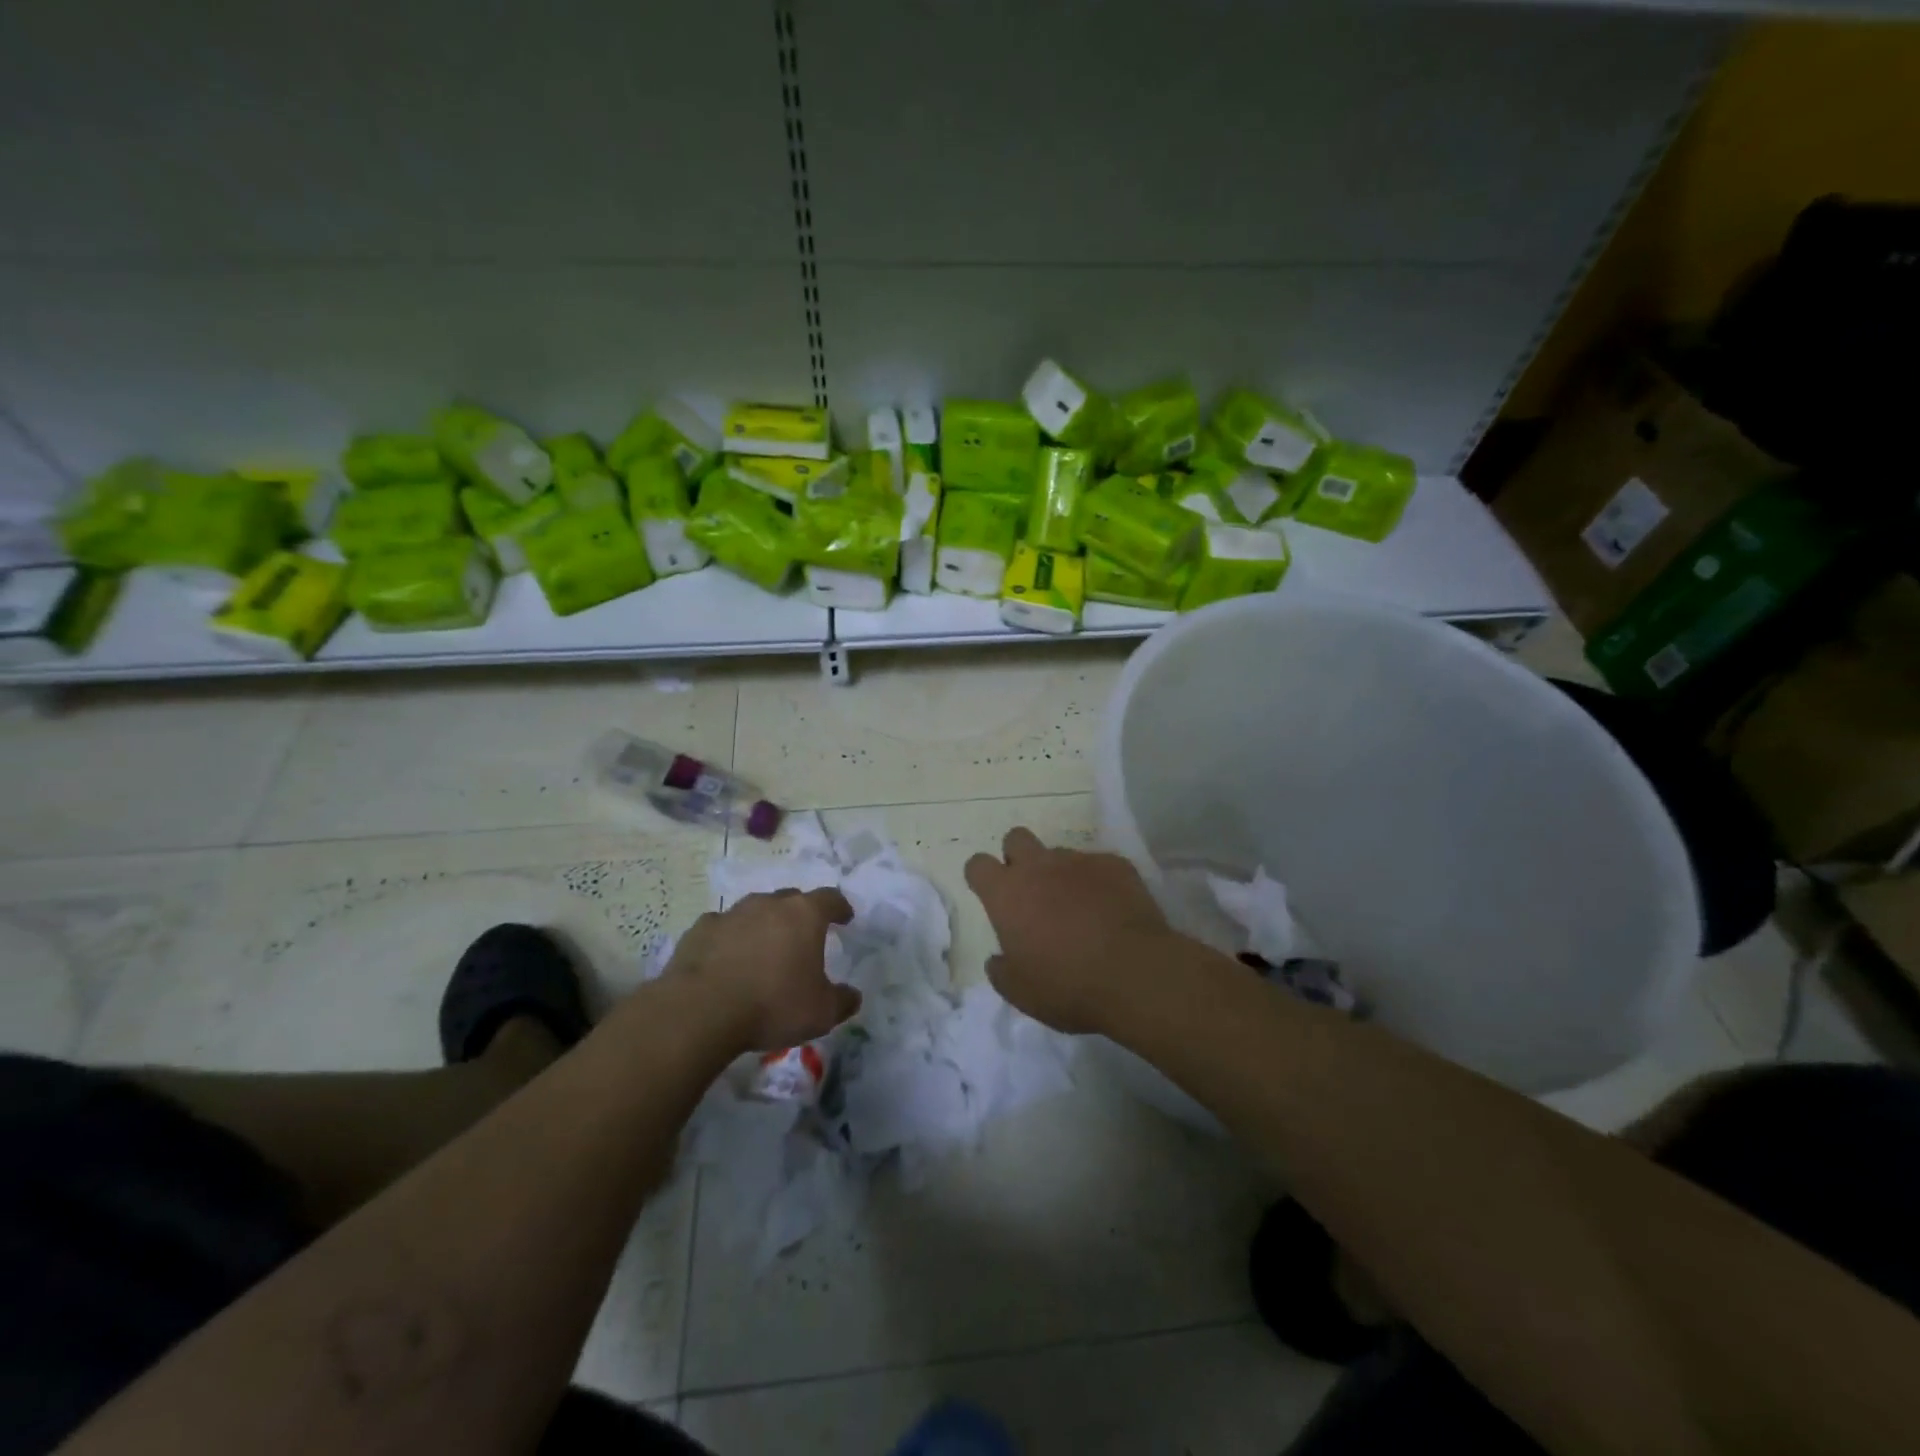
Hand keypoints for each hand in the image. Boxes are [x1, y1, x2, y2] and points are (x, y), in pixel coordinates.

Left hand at [663, 888, 861, 1052]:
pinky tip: (726, 960)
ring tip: (763, 949)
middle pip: (791, 899)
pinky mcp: (701, 929)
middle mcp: (769, 904)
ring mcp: (732, 913)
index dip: (839, 908)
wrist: (701, 1011)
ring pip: (755, 910)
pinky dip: (729, 938)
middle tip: (802, 937)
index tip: (844, 918)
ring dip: (763, 924)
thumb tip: (853, 996)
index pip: (830, 899)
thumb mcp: (821, 1013)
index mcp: (804, 915)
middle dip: (800, 914)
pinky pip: (722, 927)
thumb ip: (842, 1001)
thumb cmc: (772, 1005)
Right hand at [964, 827, 1175, 1033]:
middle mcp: (1039, 867)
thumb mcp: (1021, 992)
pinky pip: (1099, 865)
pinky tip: (1111, 909)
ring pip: (1060, 853)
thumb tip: (998, 959)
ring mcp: (1080, 861)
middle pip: (1016, 838)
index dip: (982, 877)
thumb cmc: (1067, 986)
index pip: (978, 865)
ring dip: (1061, 874)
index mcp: (1007, 894)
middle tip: (1031, 892)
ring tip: (1078, 908)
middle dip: (1018, 857)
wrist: (1135, 974)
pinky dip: (1098, 882)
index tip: (991, 896)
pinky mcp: (1116, 864)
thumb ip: (1001, 970)